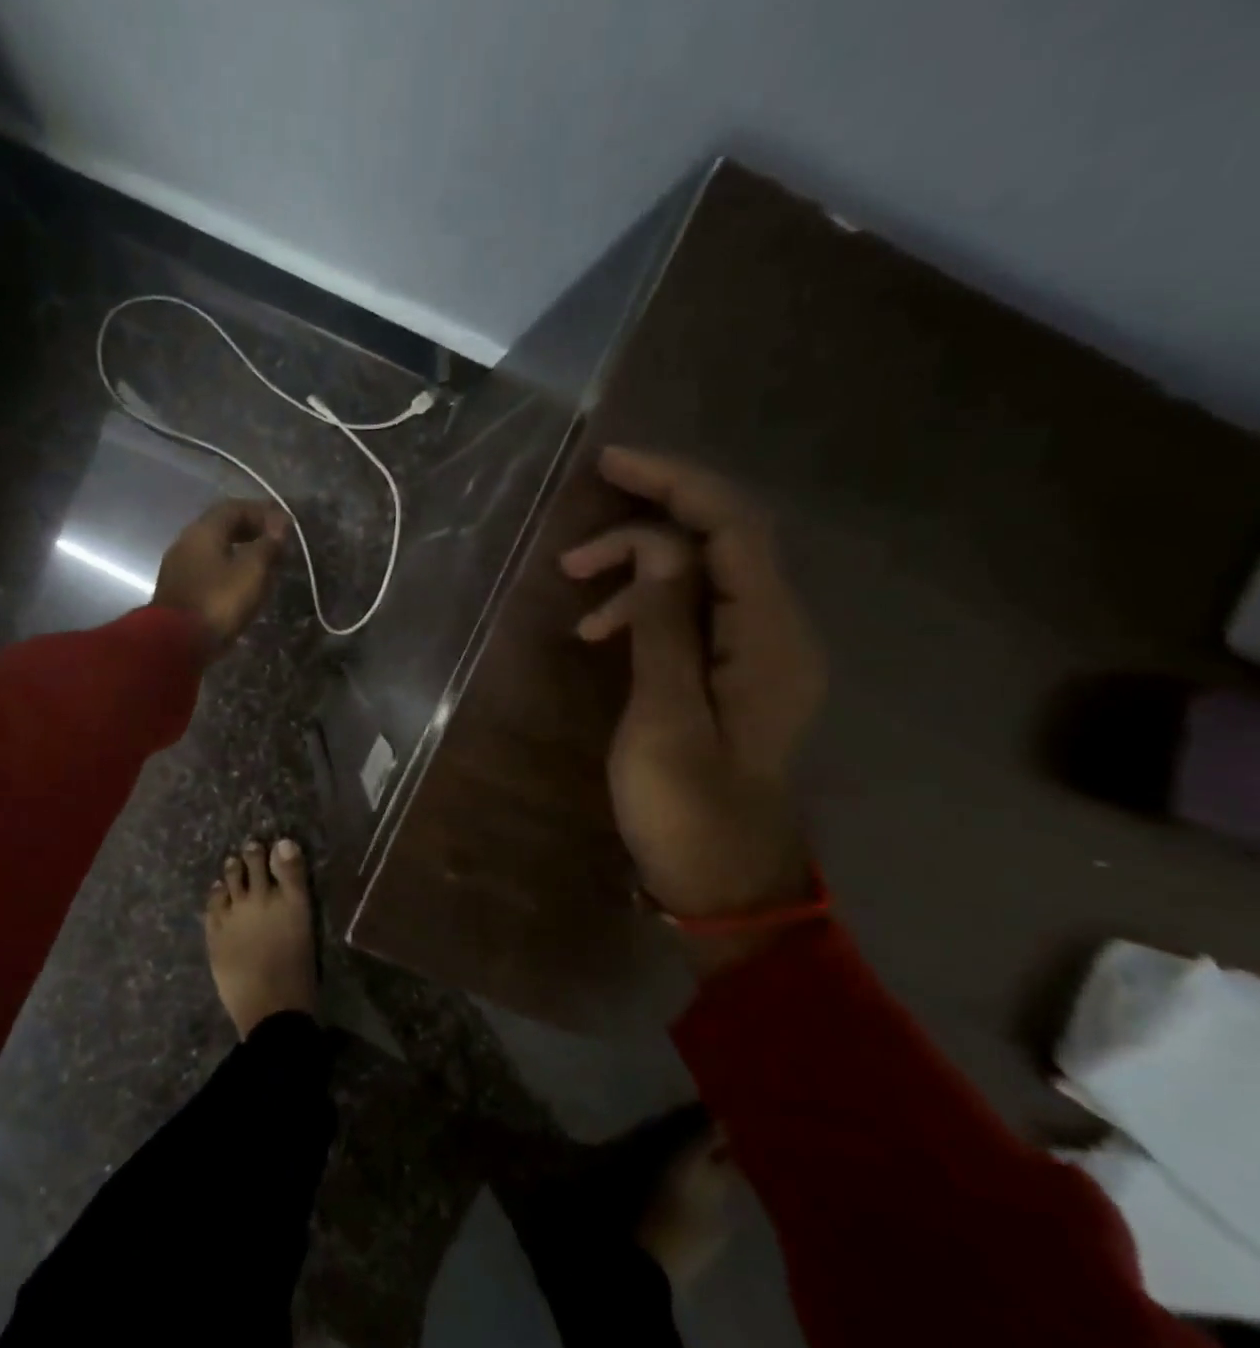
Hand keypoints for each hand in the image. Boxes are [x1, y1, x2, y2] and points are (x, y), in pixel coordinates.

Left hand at [153, 500, 288, 656]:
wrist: (175, 643)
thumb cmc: (218, 602)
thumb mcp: (252, 572)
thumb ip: (268, 546)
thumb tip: (280, 526)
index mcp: (203, 530)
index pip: (235, 507)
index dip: (263, 512)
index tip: (285, 525)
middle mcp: (186, 541)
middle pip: (222, 526)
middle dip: (251, 530)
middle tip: (276, 543)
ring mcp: (178, 566)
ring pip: (214, 549)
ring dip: (240, 551)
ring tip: (263, 565)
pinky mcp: (178, 589)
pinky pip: (208, 568)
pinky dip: (228, 568)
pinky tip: (242, 583)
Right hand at [559, 449, 825, 930]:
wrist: (724, 883)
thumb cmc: (688, 811)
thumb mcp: (663, 718)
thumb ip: (663, 626)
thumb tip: (656, 547)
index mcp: (770, 639)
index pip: (732, 529)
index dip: (675, 485)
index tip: (611, 463)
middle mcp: (776, 631)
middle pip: (719, 542)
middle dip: (645, 529)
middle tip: (571, 555)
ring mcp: (756, 652)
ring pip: (699, 576)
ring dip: (636, 572)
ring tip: (574, 595)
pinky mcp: (732, 672)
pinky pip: (691, 611)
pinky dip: (645, 607)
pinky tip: (600, 631)